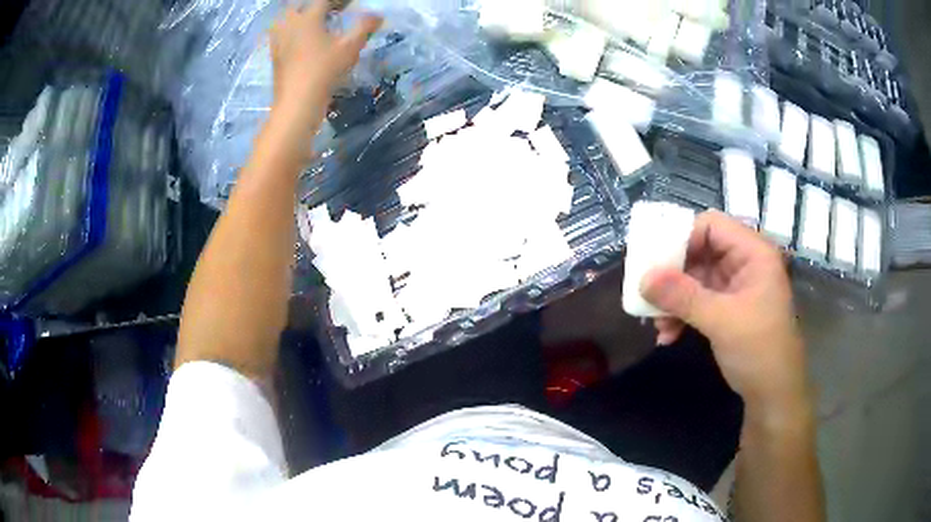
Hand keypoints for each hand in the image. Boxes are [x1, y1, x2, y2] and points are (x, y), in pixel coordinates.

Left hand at [267, 1, 381, 158]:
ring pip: (286, 19)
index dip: (338, 0)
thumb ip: (364, 27)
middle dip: (315, 6)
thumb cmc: (324, 71)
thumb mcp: (350, 48)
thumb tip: (377, 16)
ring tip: (313, 23)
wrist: (297, 103)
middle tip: (330, 12)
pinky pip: (280, 34)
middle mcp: (290, 24)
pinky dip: (290, 31)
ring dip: (299, 16)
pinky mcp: (274, 55)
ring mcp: (279, 40)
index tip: (348, 4)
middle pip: (299, 5)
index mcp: (308, 18)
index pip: (323, 0)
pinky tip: (300, 40)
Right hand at [640, 211, 810, 415]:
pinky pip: (698, 300)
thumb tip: (643, 279)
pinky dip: (681, 314)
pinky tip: (668, 335)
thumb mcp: (722, 321)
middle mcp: (743, 263)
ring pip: (695, 278)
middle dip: (673, 276)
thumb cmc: (759, 349)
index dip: (682, 239)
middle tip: (648, 294)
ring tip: (657, 324)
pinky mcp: (727, 308)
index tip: (655, 264)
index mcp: (752, 253)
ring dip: (674, 300)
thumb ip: (683, 297)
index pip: (711, 226)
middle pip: (699, 251)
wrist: (773, 393)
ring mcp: (735, 286)